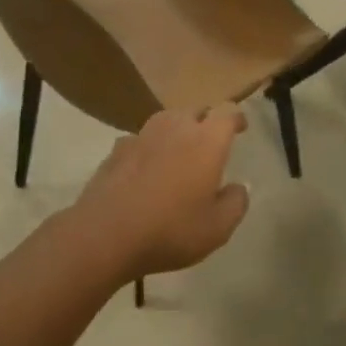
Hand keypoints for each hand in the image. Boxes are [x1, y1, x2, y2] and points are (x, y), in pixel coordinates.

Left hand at [69, 106, 251, 281]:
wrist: (105, 235)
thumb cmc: (171, 230)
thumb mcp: (218, 228)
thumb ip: (235, 203)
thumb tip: (238, 187)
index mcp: (207, 141)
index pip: (227, 113)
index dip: (236, 118)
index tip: (240, 128)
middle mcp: (176, 128)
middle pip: (195, 110)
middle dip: (206, 121)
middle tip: (210, 142)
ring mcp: (142, 136)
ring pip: (166, 120)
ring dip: (176, 130)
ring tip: (179, 150)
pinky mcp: (116, 150)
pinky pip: (140, 139)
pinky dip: (148, 147)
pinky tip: (146, 166)